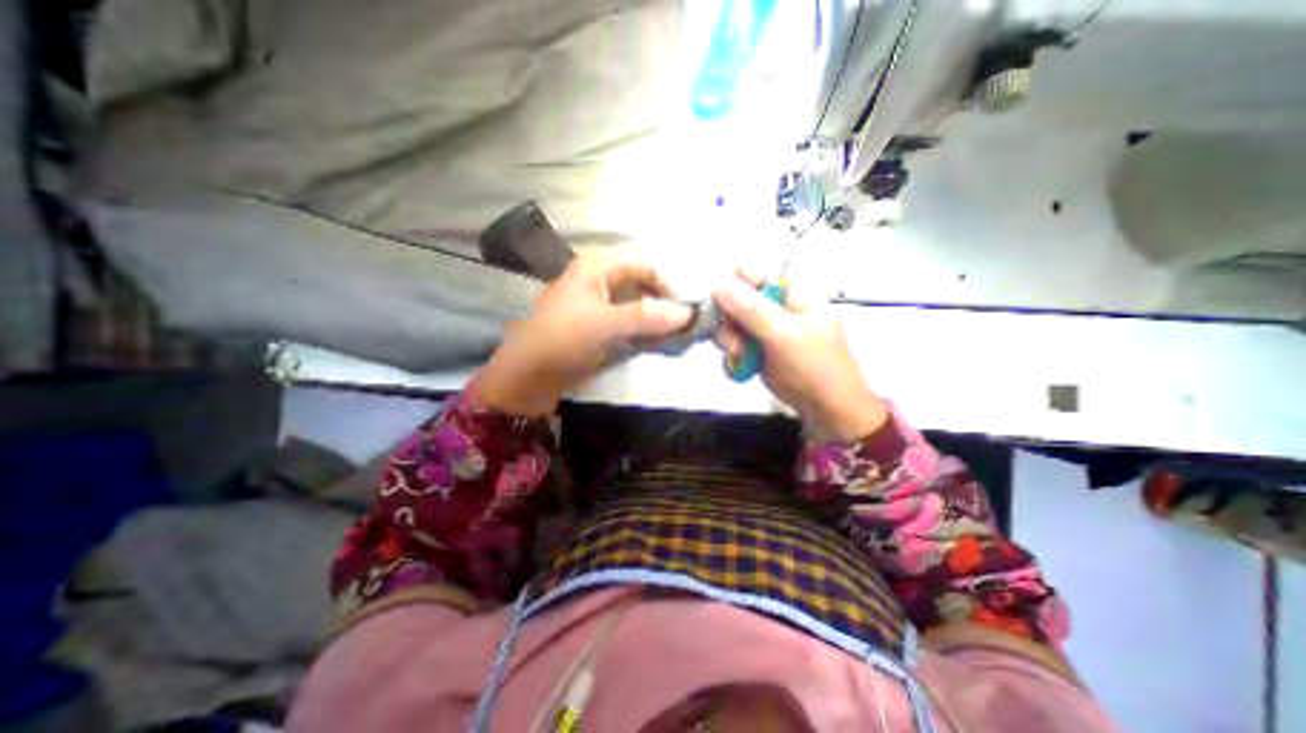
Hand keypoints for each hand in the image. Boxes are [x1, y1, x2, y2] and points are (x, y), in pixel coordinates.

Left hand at [470, 251, 691, 414]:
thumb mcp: (606, 324)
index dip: (669, 285)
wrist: (526, 378)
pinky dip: (645, 331)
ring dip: (657, 318)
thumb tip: (688, 313)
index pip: (646, 264)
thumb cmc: (562, 340)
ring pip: (637, 304)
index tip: (686, 312)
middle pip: (643, 283)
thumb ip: (648, 316)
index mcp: (597, 267)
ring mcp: (598, 305)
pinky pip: (629, 322)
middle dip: (665, 302)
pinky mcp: (597, 327)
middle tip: (685, 326)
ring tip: (675, 337)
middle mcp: (599, 280)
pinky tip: (657, 343)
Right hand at [712, 272, 886, 436]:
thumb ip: (751, 309)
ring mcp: (763, 327)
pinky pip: (732, 341)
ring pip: (729, 322)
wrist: (826, 407)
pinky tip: (740, 363)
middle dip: (727, 319)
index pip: (749, 274)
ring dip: (729, 339)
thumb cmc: (814, 366)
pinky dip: (731, 352)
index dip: (725, 283)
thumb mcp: (784, 334)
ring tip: (739, 353)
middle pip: (733, 299)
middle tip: (732, 340)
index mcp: (788, 291)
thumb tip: (717, 284)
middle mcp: (773, 305)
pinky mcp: (755, 347)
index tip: (709, 301)